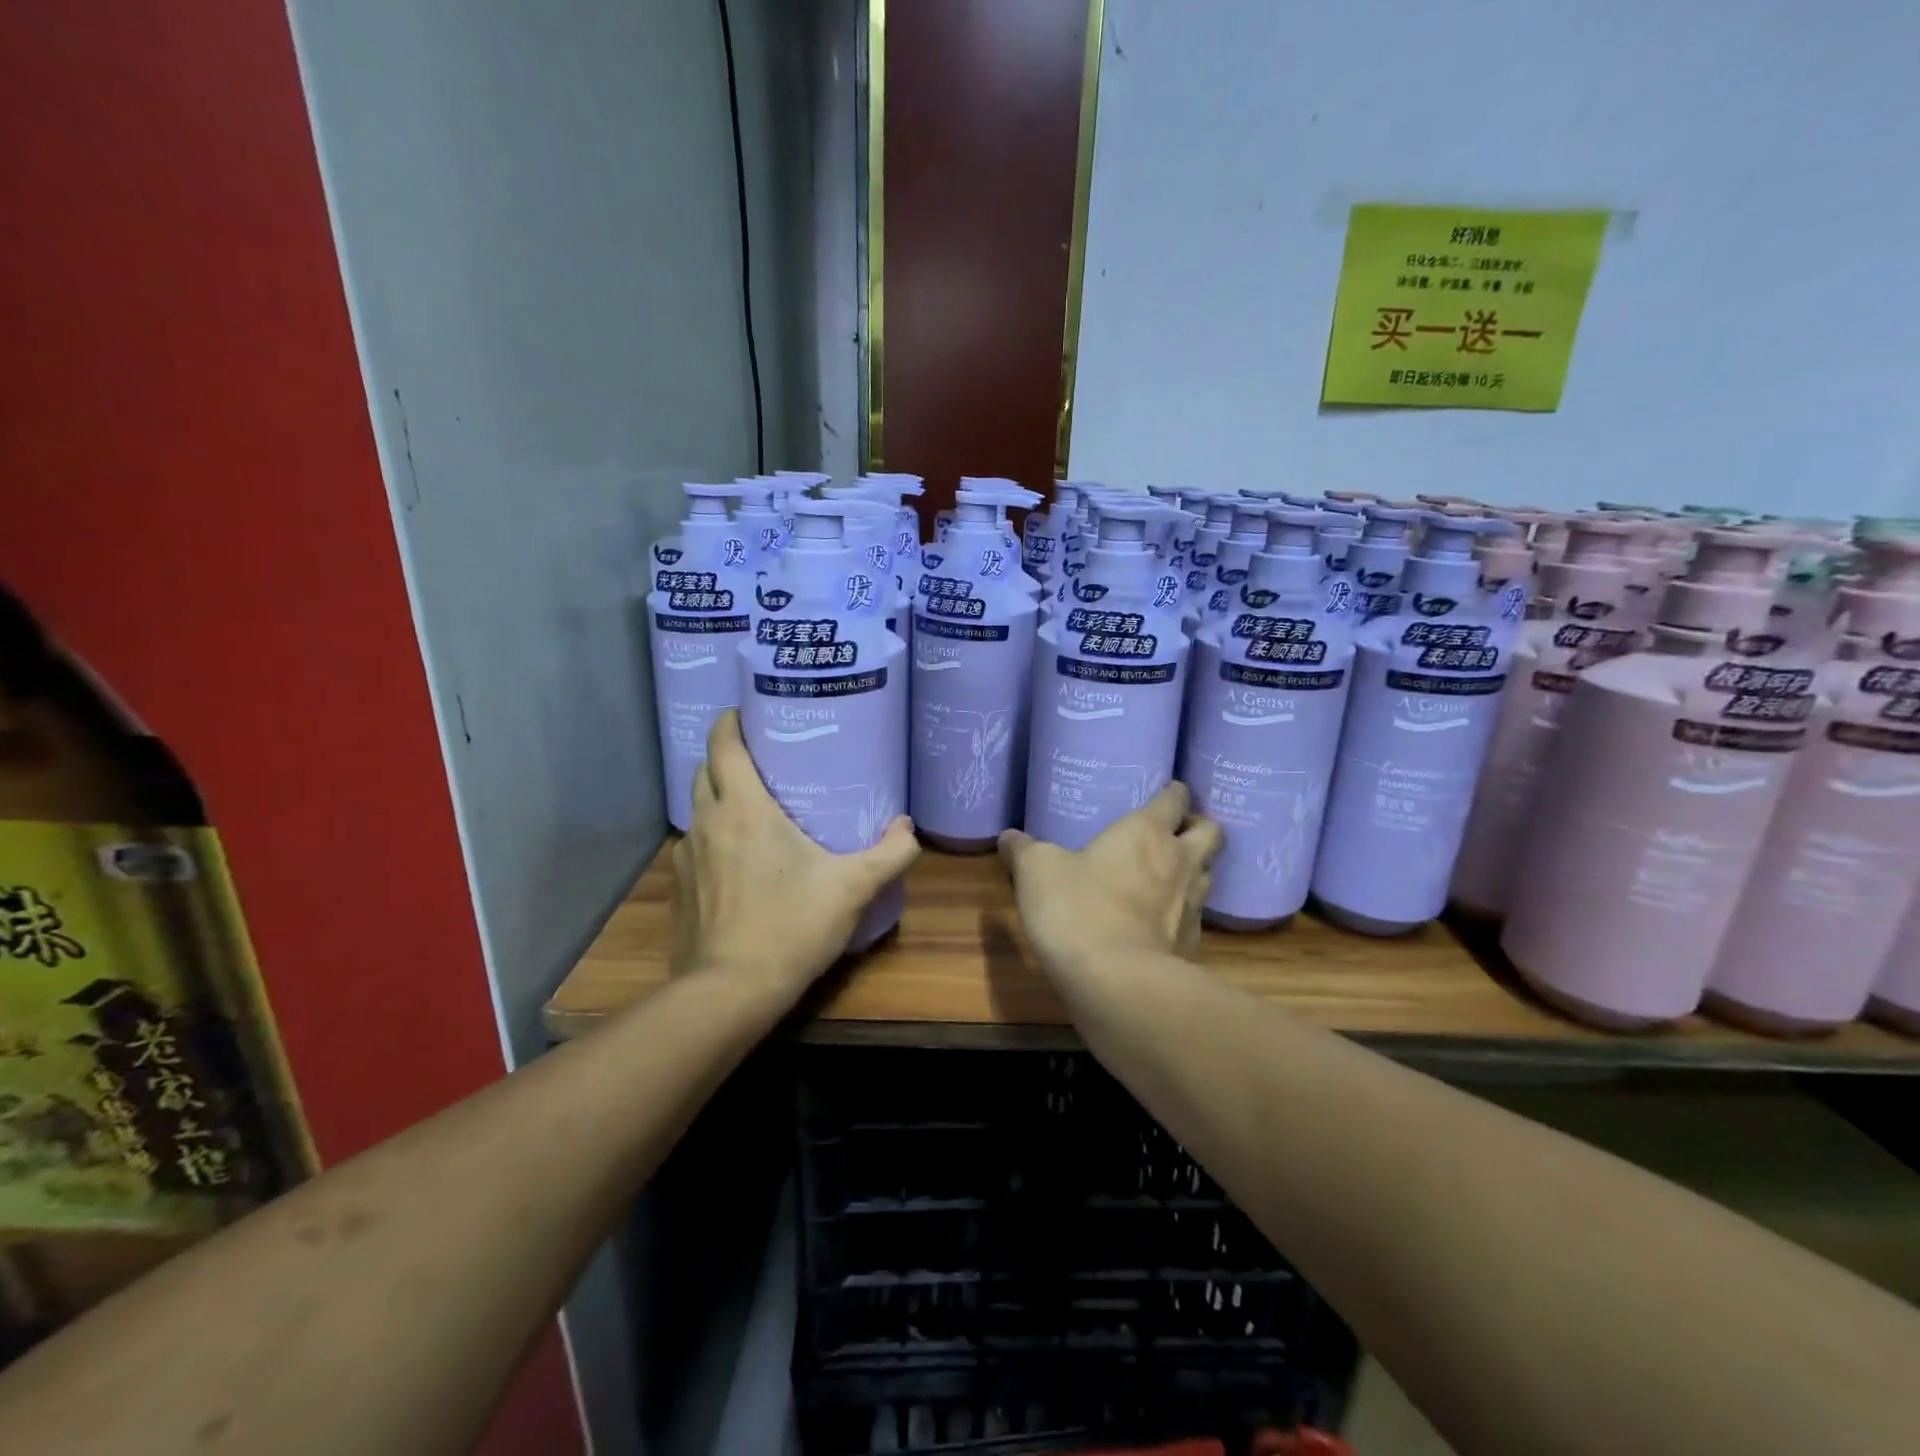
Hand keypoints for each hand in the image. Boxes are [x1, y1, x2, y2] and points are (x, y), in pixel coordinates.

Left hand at [670, 710, 918, 1000]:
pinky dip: (712, 839)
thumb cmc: (791, 925)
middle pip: (704, 772)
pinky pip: (694, 847)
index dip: (730, 722)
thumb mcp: (852, 887)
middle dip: (725, 758)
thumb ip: (890, 853)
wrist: (731, 991)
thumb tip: (908, 828)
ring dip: (717, 799)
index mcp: (744, 809)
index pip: (723, 745)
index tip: (747, 713)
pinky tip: (736, 861)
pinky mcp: (680, 890)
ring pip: (697, 811)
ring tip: (751, 808)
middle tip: (762, 760)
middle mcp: (707, 823)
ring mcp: (687, 858)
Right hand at [998, 783, 1223, 974]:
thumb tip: (1008, 837)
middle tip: (1175, 834)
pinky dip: (1183, 916)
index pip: (1175, 798)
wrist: (1117, 984)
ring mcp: (1193, 906)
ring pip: (1209, 874)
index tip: (1164, 794)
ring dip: (1195, 870)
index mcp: (1146, 832)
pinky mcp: (1193, 946)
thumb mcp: (1036, 872)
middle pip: (1212, 832)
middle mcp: (1179, 862)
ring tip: (1168, 876)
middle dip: (1198, 828)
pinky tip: (1160, 924)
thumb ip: (1023, 850)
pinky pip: (1196, 919)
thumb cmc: (1077, 909)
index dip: (1172, 793)